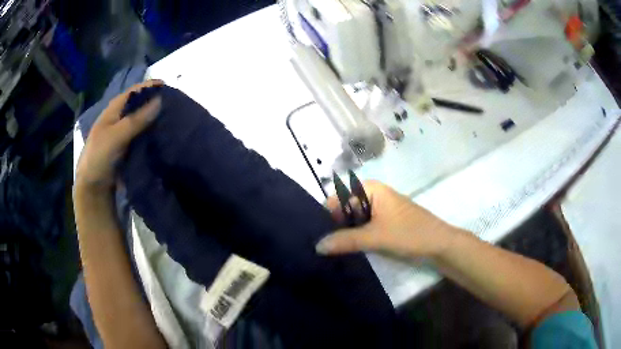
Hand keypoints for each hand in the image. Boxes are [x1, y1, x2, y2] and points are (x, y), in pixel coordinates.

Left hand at [75, 80, 163, 191]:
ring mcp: (123, 134)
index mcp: (113, 110)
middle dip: (153, 101)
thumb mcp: (116, 136)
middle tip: (173, 103)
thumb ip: (136, 119)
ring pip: (141, 121)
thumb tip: (160, 100)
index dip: (148, 87)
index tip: (167, 85)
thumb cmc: (99, 157)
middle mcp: (119, 119)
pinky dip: (151, 133)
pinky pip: (142, 136)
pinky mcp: (127, 148)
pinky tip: (162, 135)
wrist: (93, 187)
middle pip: (138, 105)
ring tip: (172, 117)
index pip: (133, 92)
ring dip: (154, 118)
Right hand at [316, 181, 456, 257]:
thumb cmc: (409, 233)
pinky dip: (355, 236)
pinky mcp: (384, 222)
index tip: (312, 234)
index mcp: (371, 189)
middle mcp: (372, 195)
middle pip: (344, 208)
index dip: (325, 214)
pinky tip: (345, 250)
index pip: (337, 197)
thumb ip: (345, 240)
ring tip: (328, 250)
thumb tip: (316, 246)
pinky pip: (363, 226)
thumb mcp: (375, 237)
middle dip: (333, 225)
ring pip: (353, 219)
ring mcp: (379, 209)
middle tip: (318, 246)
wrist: (439, 244)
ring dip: (344, 233)